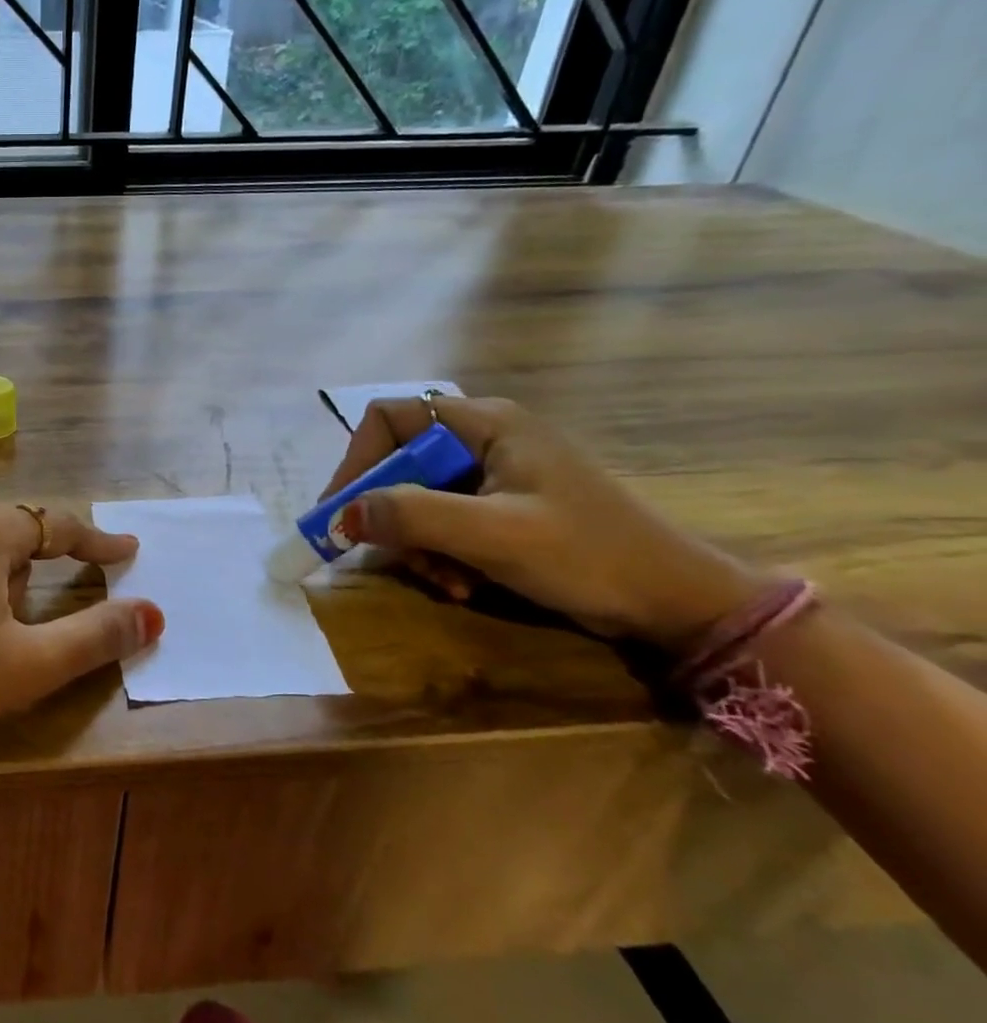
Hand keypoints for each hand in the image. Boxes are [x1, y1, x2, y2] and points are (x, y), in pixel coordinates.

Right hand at [323, 396, 762, 649]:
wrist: (679, 605)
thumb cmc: (590, 556)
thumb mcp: (496, 535)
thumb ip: (415, 516)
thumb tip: (344, 514)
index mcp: (484, 423)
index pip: (390, 418)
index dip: (357, 460)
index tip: (342, 509)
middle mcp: (484, 439)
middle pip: (401, 463)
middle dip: (392, 514)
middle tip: (392, 555)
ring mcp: (496, 476)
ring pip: (419, 499)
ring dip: (418, 544)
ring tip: (445, 581)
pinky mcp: (505, 510)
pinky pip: (446, 523)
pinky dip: (441, 554)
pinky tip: (463, 585)